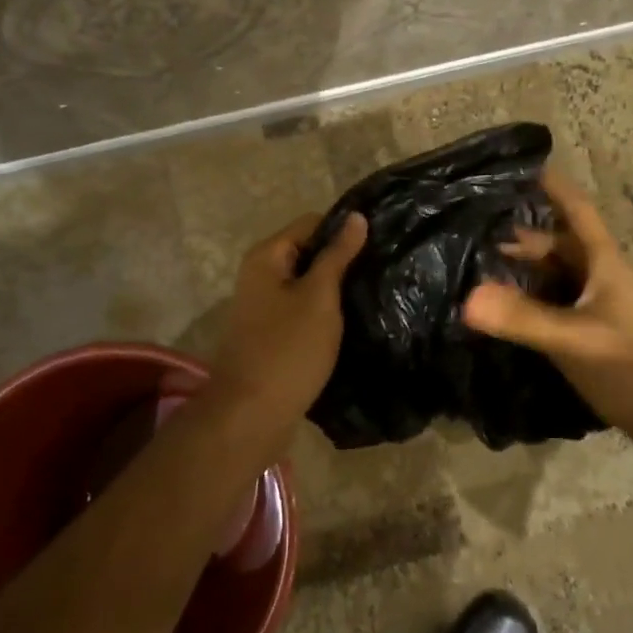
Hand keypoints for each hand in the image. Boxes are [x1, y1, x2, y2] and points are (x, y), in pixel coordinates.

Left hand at [199, 211, 367, 447]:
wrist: (251, 416)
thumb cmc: (288, 350)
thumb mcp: (319, 297)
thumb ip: (337, 255)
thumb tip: (357, 216)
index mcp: (266, 257)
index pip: (312, 223)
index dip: (344, 230)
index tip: (380, 244)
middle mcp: (260, 275)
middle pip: (308, 253)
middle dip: (341, 261)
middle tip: (381, 271)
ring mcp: (264, 307)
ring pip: (307, 284)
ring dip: (335, 290)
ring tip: (373, 294)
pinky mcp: (272, 334)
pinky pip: (302, 311)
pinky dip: (324, 313)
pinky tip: (352, 322)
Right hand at [463, 170, 632, 452]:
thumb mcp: (575, 339)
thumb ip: (523, 318)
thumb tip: (467, 298)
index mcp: (602, 264)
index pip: (577, 210)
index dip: (553, 186)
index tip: (521, 166)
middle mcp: (597, 279)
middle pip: (558, 244)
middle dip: (521, 233)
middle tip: (476, 226)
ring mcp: (594, 310)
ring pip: (552, 278)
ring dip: (521, 270)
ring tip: (477, 266)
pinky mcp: (588, 339)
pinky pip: (550, 308)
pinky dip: (525, 304)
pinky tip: (499, 313)